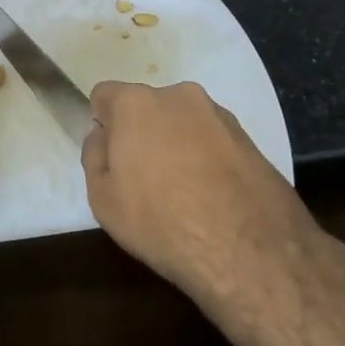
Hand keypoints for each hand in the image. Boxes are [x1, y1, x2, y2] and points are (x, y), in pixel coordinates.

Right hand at [81, 81, 316, 307]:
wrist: (249, 249)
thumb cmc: (161, 221)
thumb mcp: (102, 198)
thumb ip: (94, 156)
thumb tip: (103, 135)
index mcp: (136, 103)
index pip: (104, 95)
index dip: (103, 126)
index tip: (111, 159)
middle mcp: (179, 96)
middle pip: (147, 107)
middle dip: (142, 133)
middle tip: (144, 179)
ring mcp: (219, 114)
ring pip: (183, 123)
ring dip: (176, 145)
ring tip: (183, 194)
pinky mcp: (250, 138)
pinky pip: (213, 140)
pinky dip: (206, 159)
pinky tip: (211, 198)